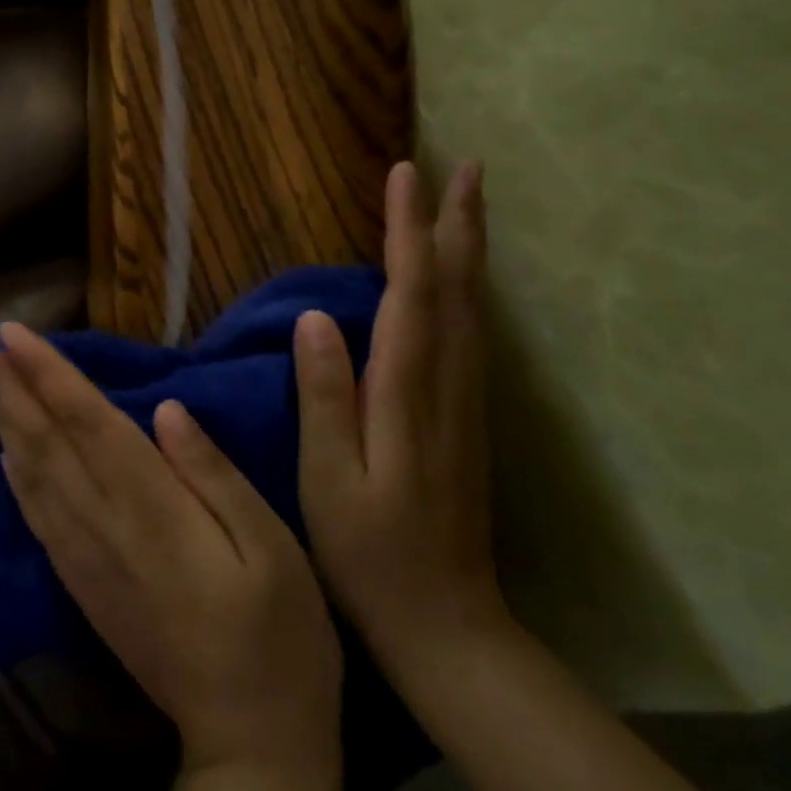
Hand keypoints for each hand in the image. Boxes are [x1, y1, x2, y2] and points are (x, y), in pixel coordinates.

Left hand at [0, 323, 342, 782]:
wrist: (248, 742)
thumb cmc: (279, 635)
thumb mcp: (271, 545)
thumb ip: (213, 474)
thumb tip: (166, 409)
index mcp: (152, 509)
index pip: (88, 423)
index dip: (48, 374)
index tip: (10, 333)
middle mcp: (104, 527)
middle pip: (44, 441)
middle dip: (5, 385)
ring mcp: (86, 559)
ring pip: (31, 474)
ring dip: (0, 420)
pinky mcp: (83, 585)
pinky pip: (38, 517)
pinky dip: (15, 477)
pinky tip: (4, 452)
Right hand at [295, 161, 506, 676]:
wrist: (447, 623)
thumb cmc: (370, 553)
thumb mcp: (329, 480)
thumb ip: (325, 397)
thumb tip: (317, 317)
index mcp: (408, 394)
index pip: (411, 292)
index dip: (407, 231)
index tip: (404, 175)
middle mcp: (448, 385)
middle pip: (458, 289)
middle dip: (458, 224)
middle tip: (465, 167)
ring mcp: (465, 401)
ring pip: (473, 307)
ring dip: (469, 249)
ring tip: (467, 204)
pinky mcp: (467, 416)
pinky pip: (471, 333)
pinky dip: (467, 290)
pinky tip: (460, 279)